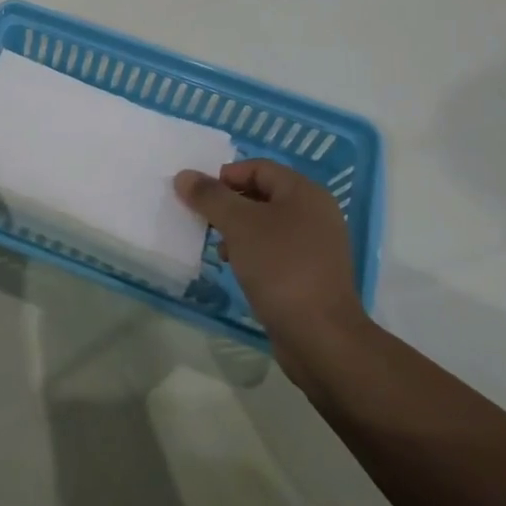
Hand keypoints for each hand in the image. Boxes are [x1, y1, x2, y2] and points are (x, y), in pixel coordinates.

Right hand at [176, 159, 366, 383]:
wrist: (321, 337)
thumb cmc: (280, 268)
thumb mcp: (238, 225)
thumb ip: (210, 197)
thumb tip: (184, 175)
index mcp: (304, 192)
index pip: (258, 168)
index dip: (225, 176)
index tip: (200, 197)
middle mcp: (315, 213)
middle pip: (262, 195)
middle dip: (229, 205)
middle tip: (204, 221)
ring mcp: (317, 246)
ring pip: (267, 225)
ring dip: (238, 231)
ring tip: (219, 249)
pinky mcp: (312, 274)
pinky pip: (276, 250)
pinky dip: (253, 253)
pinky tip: (237, 269)